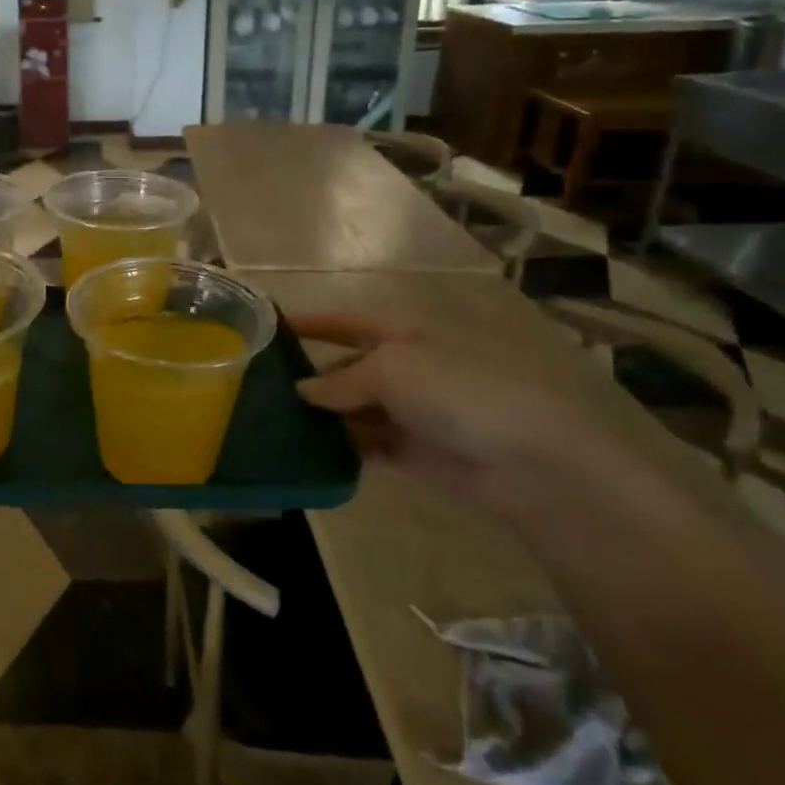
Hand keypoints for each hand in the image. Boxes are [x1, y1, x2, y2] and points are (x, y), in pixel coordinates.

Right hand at [290, 311, 636, 526]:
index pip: (344, 323)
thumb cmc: (456, 392)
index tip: (267, 327)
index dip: (309, 323)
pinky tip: (306, 453)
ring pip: (349, 410)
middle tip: (258, 390)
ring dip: (319, 416)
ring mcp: (407, 412)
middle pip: (343, 369)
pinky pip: (363, 445)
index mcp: (400, 336)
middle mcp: (401, 369)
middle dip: (307, 377)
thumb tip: (304, 392)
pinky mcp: (409, 453)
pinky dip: (338, 447)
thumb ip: (340, 381)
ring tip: (272, 424)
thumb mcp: (390, 370)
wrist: (526, 461)